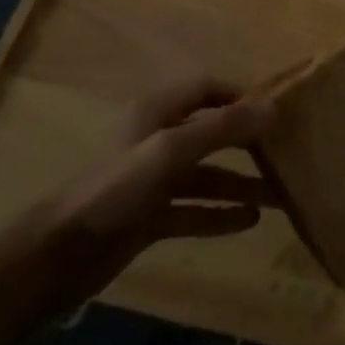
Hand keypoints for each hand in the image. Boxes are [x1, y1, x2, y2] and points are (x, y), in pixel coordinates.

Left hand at [5, 79, 274, 308]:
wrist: (59, 255)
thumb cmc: (116, 189)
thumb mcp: (172, 151)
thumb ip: (222, 129)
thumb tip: (272, 107)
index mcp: (158, 112)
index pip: (207, 89)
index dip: (240, 96)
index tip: (277, 112)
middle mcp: (158, 139)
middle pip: (211, 132)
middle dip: (247, 143)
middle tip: (286, 154)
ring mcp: (154, 180)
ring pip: (206, 173)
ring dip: (240, 183)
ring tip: (280, 196)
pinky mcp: (150, 216)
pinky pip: (194, 208)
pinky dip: (220, 213)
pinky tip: (250, 222)